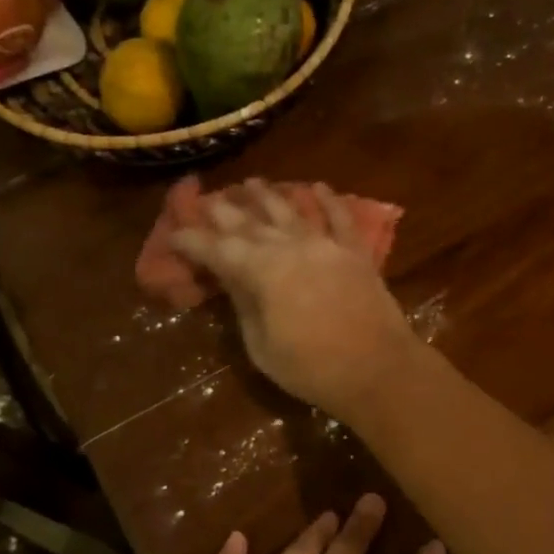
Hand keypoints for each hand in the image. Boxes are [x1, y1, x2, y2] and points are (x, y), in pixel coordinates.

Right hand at [170, 179, 419, 420]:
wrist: (379, 370)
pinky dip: (328, 201)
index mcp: (262, 272)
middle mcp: (291, 247)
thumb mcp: (262, 347)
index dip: (193, 241)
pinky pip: (340, 219)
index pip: (217, 249)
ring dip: (269, 196)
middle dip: (225, 211)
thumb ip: (245, 307)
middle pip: (251, 223)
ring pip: (291, 211)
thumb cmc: (313, 369)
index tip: (174, 234)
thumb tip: (233, 281)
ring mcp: (326, 246)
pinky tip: (317, 187)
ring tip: (251, 183)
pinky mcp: (355, 253)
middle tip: (207, 200)